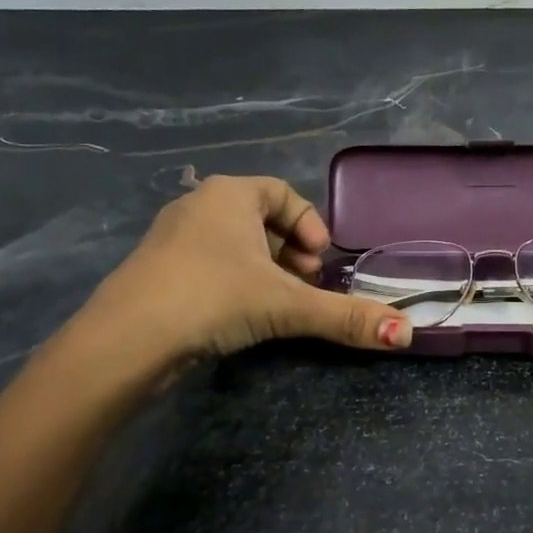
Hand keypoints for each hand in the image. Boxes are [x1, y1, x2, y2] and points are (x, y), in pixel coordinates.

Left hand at [64, 174, 410, 388]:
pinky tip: (240, 316)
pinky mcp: (157, 272)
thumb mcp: (286, 305)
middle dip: (290, 251)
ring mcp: (172, 239)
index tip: (319, 261)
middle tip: (304, 284)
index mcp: (229, 195)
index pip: (282, 192)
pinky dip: (234, 283)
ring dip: (264, 270)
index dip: (309, 224)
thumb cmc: (212, 298)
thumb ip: (345, 317)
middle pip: (259, 219)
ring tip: (278, 304)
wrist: (125, 340)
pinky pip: (209, 265)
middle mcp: (198, 206)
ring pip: (233, 244)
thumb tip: (407, 334)